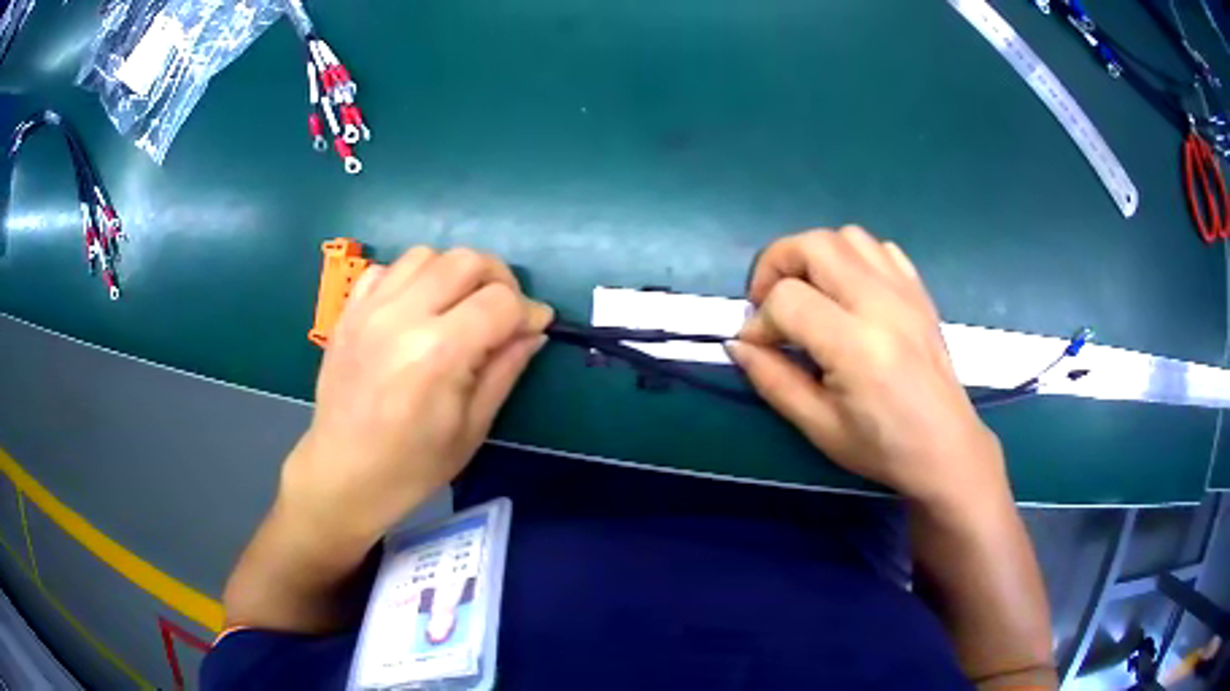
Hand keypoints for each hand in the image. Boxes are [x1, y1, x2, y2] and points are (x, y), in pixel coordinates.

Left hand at [282, 247, 552, 551]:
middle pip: (466, 261)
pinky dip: (411, 277)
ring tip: (459, 305)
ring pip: (426, 255)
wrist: (343, 474)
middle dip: (499, 279)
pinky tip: (416, 307)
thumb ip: (505, 371)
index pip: (501, 302)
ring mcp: (369, 309)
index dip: (530, 311)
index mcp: (438, 353)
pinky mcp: (348, 312)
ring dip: (454, 272)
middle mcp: (402, 317)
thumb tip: (533, 332)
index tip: (537, 327)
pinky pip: (386, 269)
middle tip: (504, 311)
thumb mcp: (472, 429)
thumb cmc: (412, 466)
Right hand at [728, 227, 1006, 510]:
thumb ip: (772, 380)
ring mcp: (905, 292)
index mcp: (856, 346)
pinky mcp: (919, 291)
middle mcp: (881, 304)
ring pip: (847, 236)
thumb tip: (738, 344)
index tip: (757, 348)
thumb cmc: (882, 447)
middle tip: (769, 303)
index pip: (787, 301)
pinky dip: (852, 258)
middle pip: (814, 245)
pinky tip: (848, 292)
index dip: (759, 321)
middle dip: (776, 265)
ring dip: (814, 256)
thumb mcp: (818, 426)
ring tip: (808, 293)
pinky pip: (880, 249)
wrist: (946, 448)